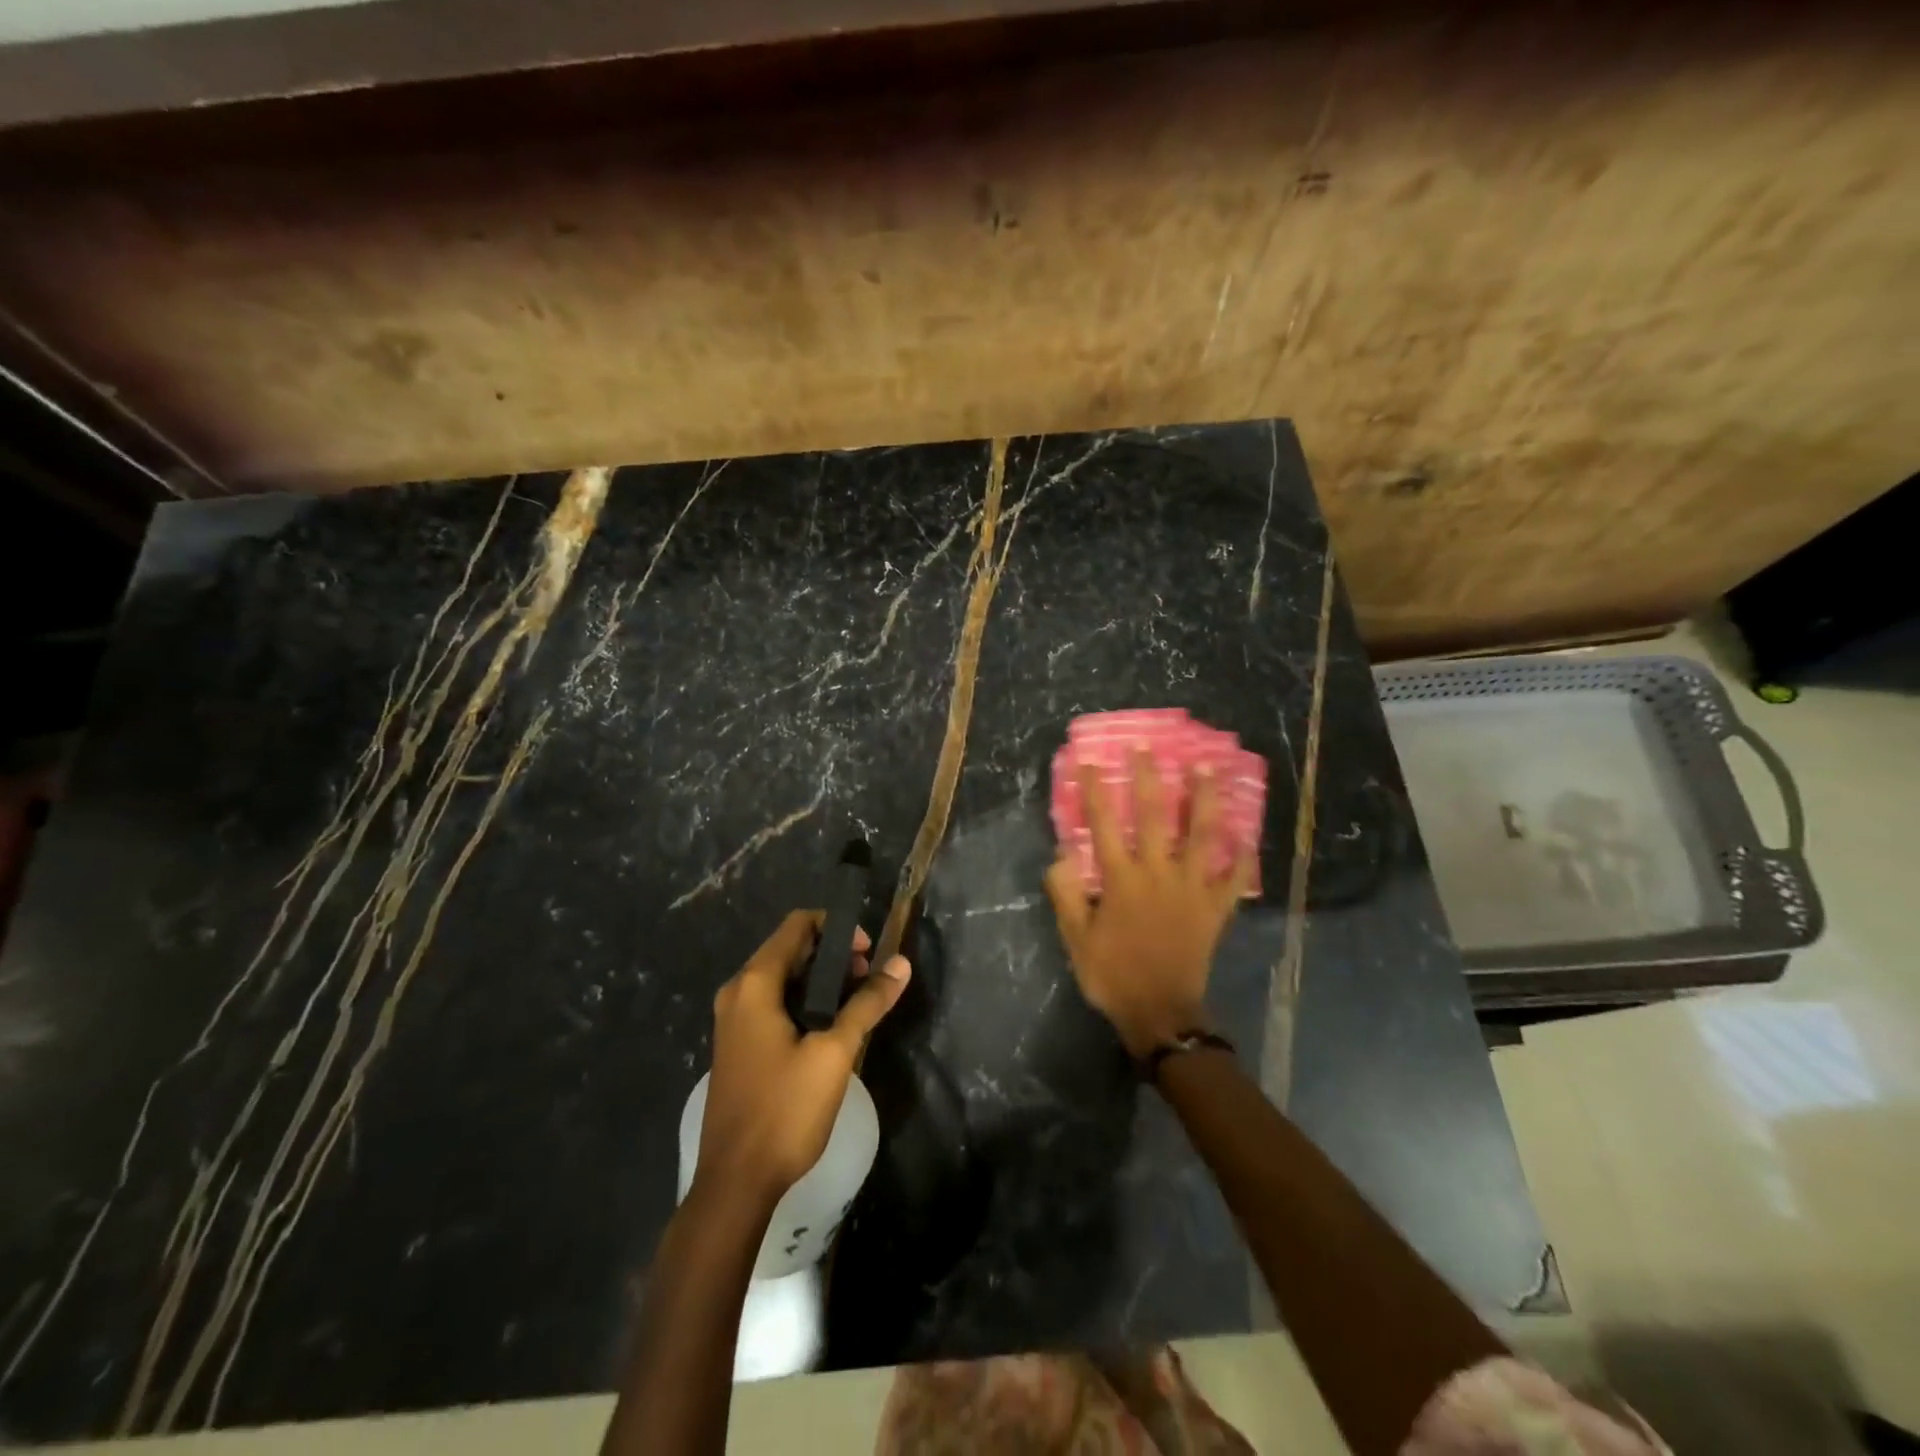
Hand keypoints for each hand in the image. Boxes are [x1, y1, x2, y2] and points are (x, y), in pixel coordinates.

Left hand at [698, 910, 910, 1203]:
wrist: (735, 1183)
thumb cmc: (784, 1110)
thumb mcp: (834, 1053)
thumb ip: (867, 1003)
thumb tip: (901, 963)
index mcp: (755, 983)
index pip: (798, 925)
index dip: (838, 928)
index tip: (869, 954)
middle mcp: (738, 992)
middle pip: (790, 948)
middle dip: (834, 954)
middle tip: (869, 979)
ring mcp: (733, 1020)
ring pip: (783, 977)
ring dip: (821, 979)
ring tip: (857, 1002)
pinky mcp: (738, 1044)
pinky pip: (774, 1003)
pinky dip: (804, 1000)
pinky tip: (831, 1027)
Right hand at [1045, 751, 1250, 1057]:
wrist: (1160, 1014)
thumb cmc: (1112, 974)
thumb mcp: (1075, 938)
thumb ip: (1066, 894)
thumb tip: (1063, 854)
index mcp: (1122, 880)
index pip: (1104, 825)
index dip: (1095, 791)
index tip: (1090, 763)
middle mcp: (1159, 874)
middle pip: (1155, 817)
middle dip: (1150, 779)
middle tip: (1150, 749)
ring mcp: (1192, 889)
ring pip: (1202, 835)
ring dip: (1204, 800)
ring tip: (1207, 770)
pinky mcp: (1215, 909)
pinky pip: (1233, 878)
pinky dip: (1241, 857)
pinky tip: (1246, 836)